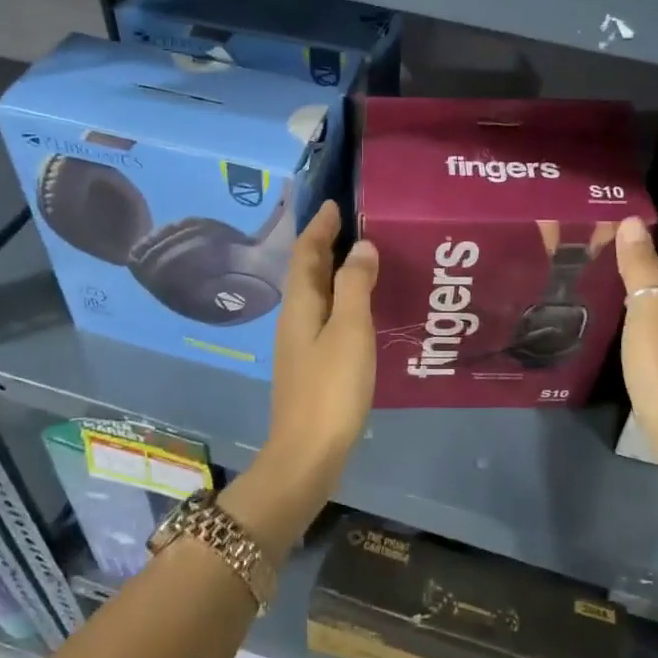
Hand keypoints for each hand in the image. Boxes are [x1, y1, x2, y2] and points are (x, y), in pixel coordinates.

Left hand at [258, 199, 378, 493]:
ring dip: (334, 271)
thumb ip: (356, 286)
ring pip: (316, 294)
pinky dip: (340, 299)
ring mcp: (300, 344)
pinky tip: (360, 307)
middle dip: (325, 244)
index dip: (320, 227)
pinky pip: (325, 316)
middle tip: (354, 224)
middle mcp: (295, 318)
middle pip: (307, 271)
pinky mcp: (311, 364)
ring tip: (362, 258)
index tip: (336, 204)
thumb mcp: (350, 331)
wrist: (308, 453)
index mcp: (301, 305)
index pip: (306, 253)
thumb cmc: (331, 388)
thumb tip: (362, 246)